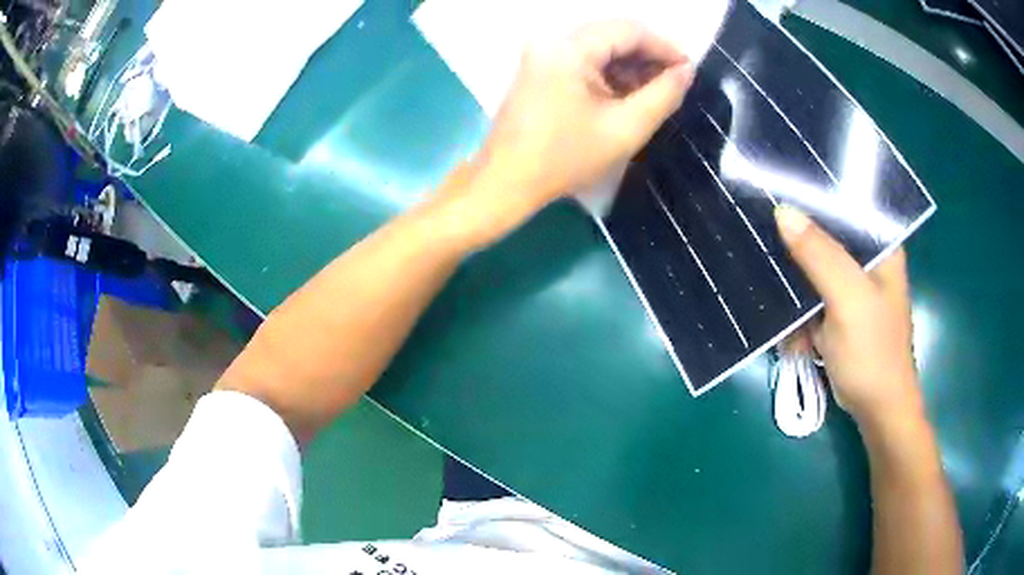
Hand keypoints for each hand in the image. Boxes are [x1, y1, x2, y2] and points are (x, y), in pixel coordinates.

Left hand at [459, 21, 693, 242]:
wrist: (506, 181)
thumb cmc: (565, 158)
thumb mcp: (625, 128)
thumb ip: (663, 95)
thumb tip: (685, 72)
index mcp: (570, 48)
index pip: (629, 30)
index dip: (665, 47)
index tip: (690, 70)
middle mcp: (553, 41)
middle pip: (614, 35)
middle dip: (649, 57)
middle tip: (676, 83)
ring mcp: (543, 54)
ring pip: (600, 47)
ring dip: (631, 66)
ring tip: (656, 94)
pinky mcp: (540, 69)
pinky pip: (584, 60)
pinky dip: (610, 74)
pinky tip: (628, 96)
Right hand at [775, 206, 923, 428]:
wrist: (877, 411)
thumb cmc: (873, 353)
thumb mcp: (848, 299)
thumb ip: (820, 255)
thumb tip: (783, 211)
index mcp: (880, 245)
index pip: (843, 205)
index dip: (812, 198)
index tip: (776, 197)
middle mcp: (867, 260)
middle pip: (824, 237)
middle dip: (796, 251)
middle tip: (766, 251)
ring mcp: (852, 288)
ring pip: (812, 270)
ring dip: (794, 293)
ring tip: (785, 317)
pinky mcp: (838, 312)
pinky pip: (810, 299)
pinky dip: (798, 317)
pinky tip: (796, 340)